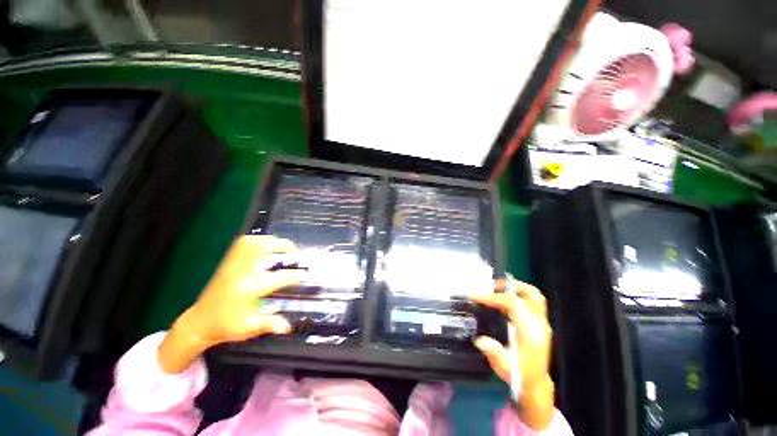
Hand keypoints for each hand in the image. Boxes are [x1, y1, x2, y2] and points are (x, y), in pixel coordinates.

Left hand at [158, 235, 304, 373]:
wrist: (199, 322)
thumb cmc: (226, 326)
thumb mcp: (248, 328)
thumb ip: (269, 324)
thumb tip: (288, 327)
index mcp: (249, 289)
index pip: (279, 277)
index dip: (296, 275)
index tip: (306, 275)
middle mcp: (242, 272)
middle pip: (267, 252)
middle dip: (286, 250)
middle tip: (298, 254)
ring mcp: (234, 264)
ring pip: (255, 243)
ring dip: (274, 242)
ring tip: (286, 247)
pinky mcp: (228, 261)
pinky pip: (244, 243)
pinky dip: (259, 239)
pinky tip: (268, 244)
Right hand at [470, 277, 554, 429]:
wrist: (536, 385)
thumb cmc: (520, 376)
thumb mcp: (504, 367)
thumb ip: (494, 353)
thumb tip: (480, 340)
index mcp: (531, 333)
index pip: (514, 305)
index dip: (493, 297)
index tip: (475, 296)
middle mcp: (539, 325)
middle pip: (531, 294)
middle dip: (510, 286)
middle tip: (491, 287)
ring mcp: (541, 323)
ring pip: (534, 296)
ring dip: (515, 288)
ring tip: (496, 290)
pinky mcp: (539, 323)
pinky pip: (531, 302)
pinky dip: (517, 295)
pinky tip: (503, 301)